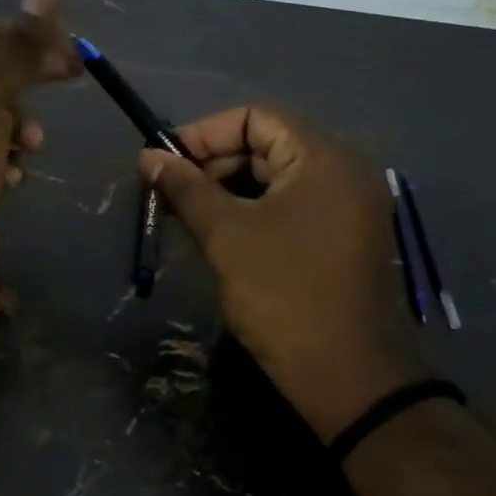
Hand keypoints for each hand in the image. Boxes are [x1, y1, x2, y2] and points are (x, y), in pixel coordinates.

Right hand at [140, 106, 419, 439]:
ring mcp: (348, 208)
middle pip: (268, 145)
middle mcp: (343, 172)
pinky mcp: (343, 238)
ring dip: (229, 190)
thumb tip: (147, 156)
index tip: (164, 163)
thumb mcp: (226, 237)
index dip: (204, 134)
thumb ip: (186, 189)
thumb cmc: (284, 296)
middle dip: (214, 163)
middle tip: (171, 195)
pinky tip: (222, 237)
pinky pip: (292, 207)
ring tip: (189, 217)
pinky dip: (254, 212)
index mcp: (324, 159)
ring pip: (277, 179)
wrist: (348, 378)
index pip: (256, 117)